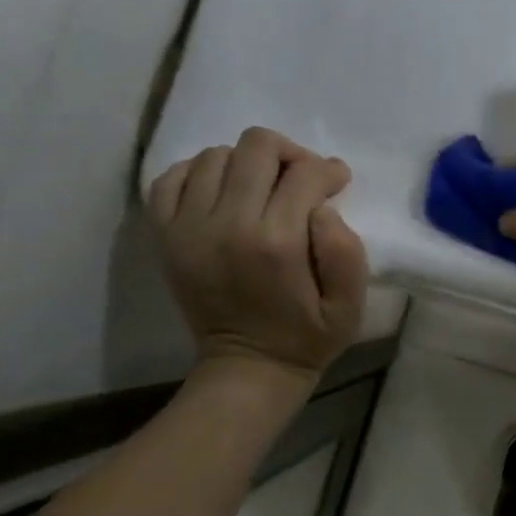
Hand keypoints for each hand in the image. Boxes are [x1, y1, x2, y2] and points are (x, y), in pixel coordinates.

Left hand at [148, 128, 369, 380]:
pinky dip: (198, 174)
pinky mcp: (165, 236)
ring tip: (262, 189)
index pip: (304, 173)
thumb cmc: (308, 336)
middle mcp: (227, 225)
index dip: (328, 171)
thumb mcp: (350, 305)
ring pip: (216, 155)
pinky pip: (170, 178)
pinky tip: (221, 192)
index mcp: (277, 243)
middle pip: (256, 147)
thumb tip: (322, 206)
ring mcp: (188, 228)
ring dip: (247, 164)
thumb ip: (346, 251)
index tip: (336, 182)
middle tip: (301, 180)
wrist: (247, 368)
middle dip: (289, 155)